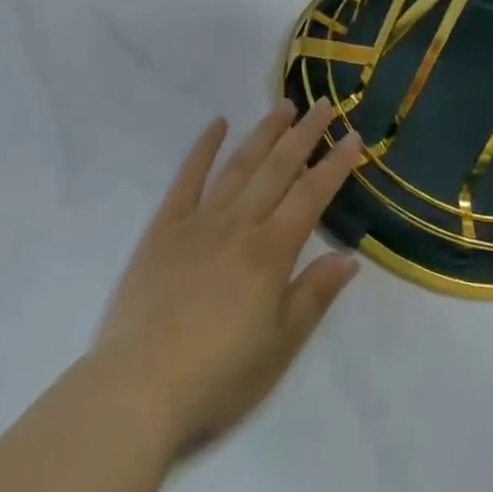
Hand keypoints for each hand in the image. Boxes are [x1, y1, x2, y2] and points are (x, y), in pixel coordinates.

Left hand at [93, 99, 363, 457]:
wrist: (138, 388)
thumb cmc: (217, 378)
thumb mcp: (279, 349)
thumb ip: (314, 296)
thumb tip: (349, 257)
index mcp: (270, 251)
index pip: (311, 196)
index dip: (334, 165)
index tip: (354, 137)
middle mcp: (239, 222)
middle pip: (278, 168)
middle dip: (304, 134)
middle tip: (322, 103)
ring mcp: (200, 219)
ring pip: (240, 164)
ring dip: (264, 133)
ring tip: (284, 106)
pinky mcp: (165, 226)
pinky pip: (188, 177)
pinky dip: (204, 147)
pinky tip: (217, 124)